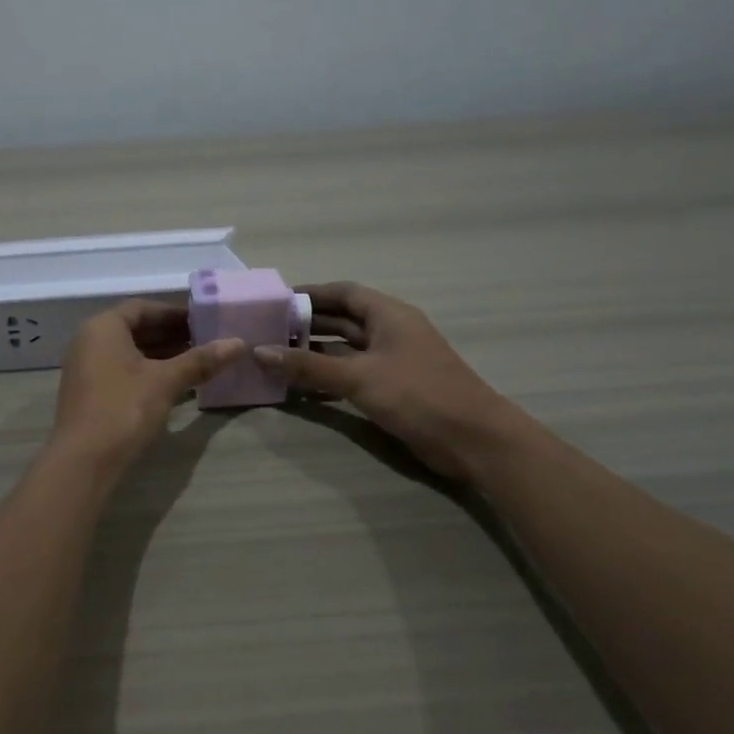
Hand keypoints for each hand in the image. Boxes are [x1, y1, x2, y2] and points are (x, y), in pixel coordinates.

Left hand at [49, 301, 243, 477]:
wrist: (83, 460)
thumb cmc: (124, 408)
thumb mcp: (166, 381)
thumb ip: (200, 360)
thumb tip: (239, 343)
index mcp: (103, 327)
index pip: (143, 308)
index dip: (175, 313)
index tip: (204, 321)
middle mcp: (89, 340)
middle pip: (135, 328)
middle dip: (171, 334)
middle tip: (206, 341)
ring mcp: (86, 367)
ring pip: (129, 351)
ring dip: (161, 354)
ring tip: (198, 361)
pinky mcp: (89, 392)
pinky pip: (122, 370)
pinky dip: (148, 371)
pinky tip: (175, 384)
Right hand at [254, 282, 515, 480]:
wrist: (473, 440)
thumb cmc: (418, 395)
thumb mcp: (359, 377)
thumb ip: (309, 366)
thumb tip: (259, 351)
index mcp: (389, 315)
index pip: (343, 293)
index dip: (310, 294)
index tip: (276, 302)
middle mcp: (390, 332)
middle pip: (342, 320)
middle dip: (307, 324)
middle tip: (267, 331)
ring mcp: (392, 361)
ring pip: (345, 348)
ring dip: (314, 352)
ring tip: (276, 357)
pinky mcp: (392, 388)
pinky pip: (352, 373)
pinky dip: (328, 376)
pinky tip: (301, 385)